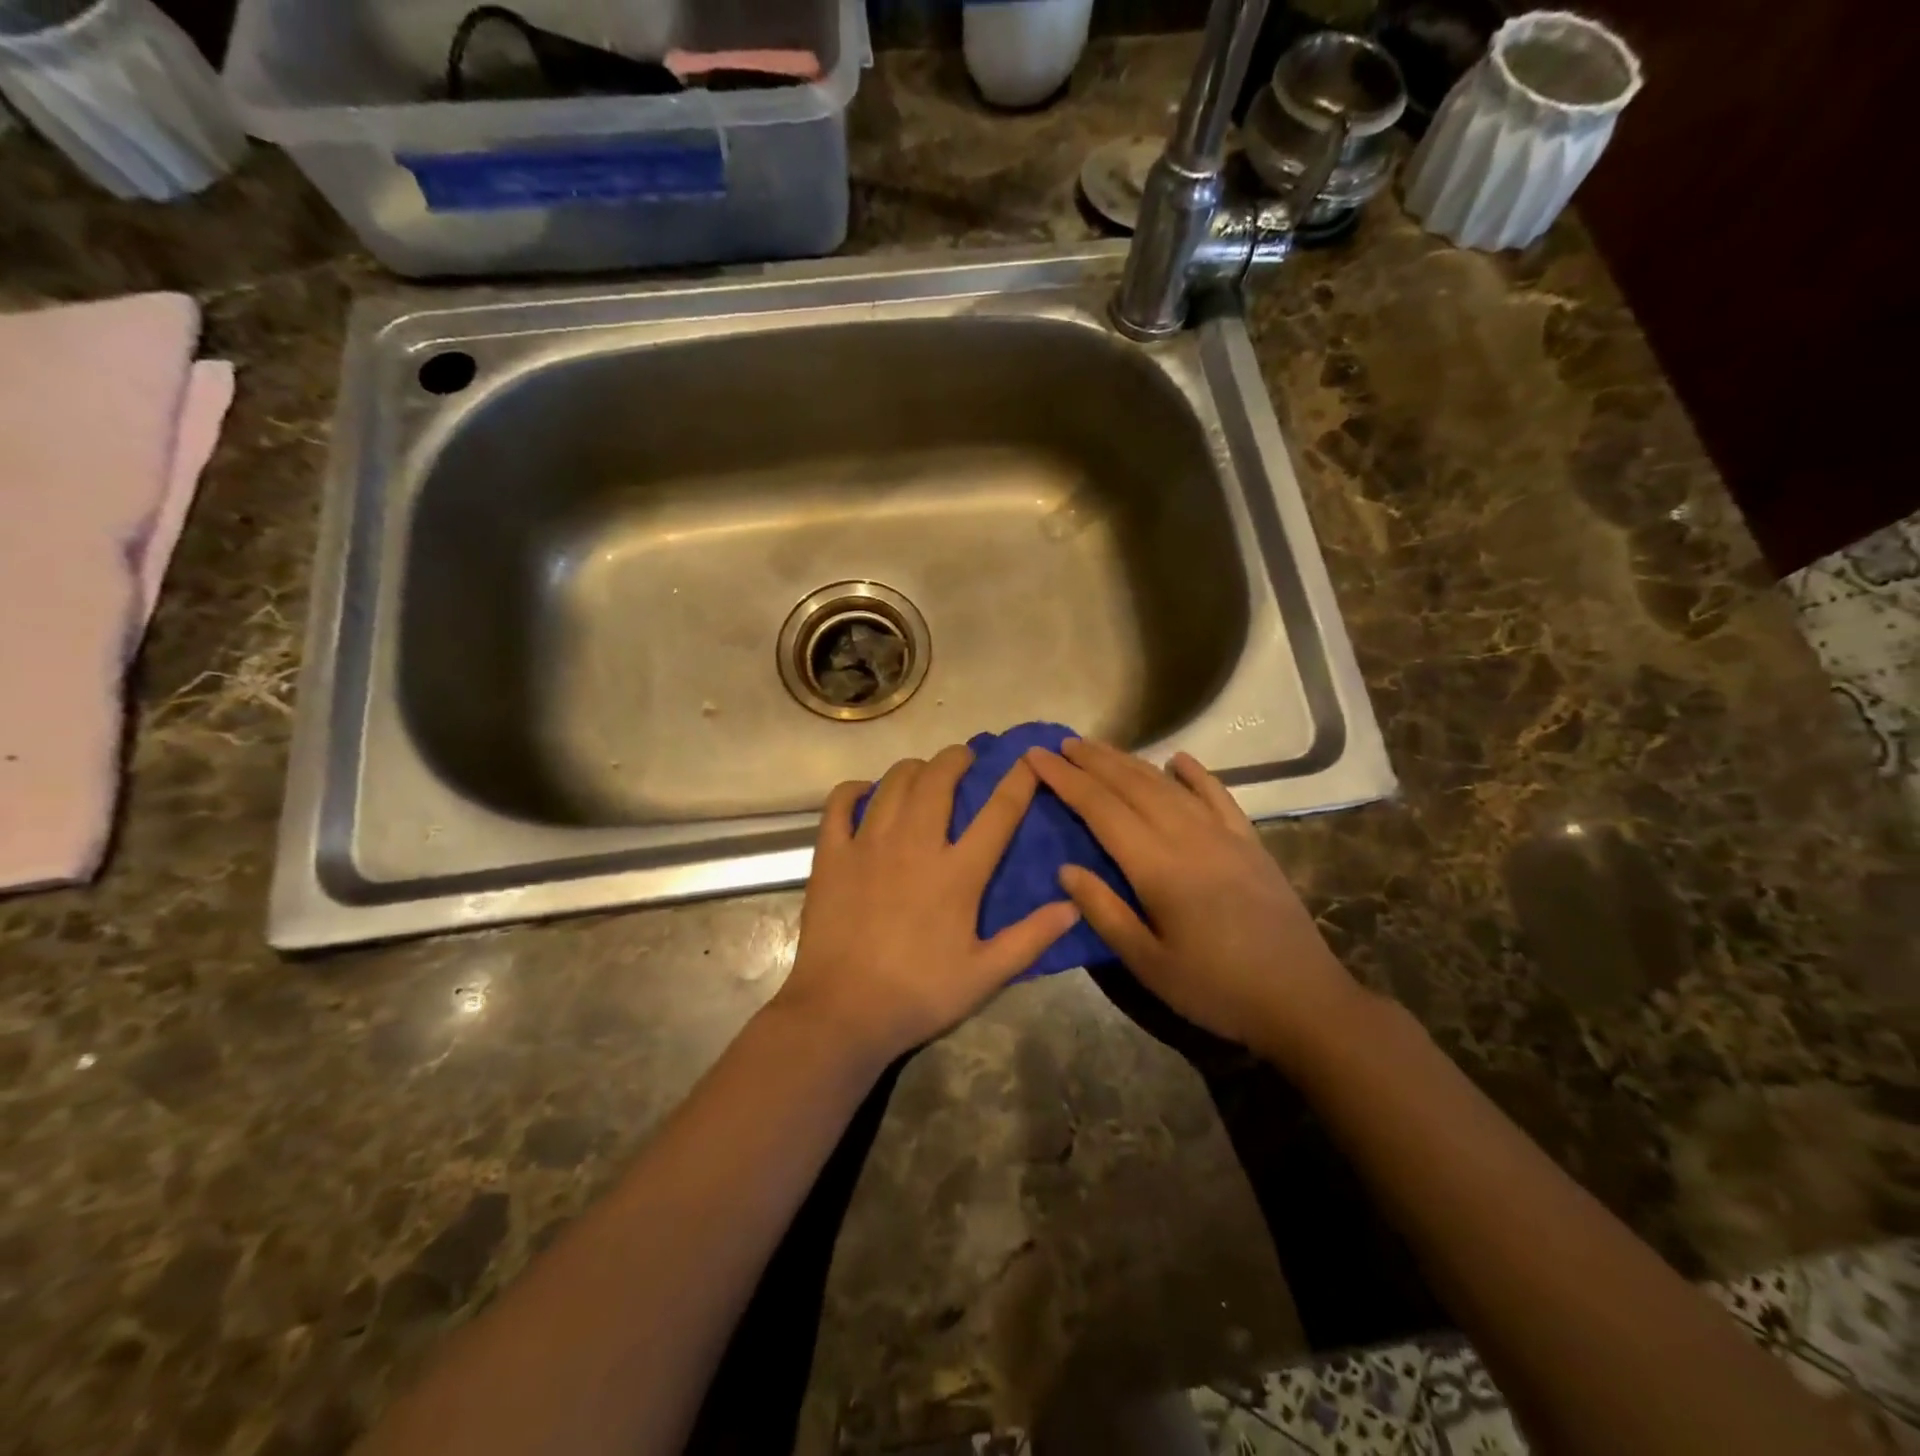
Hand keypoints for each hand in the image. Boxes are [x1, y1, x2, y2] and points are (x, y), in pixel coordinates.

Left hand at [776, 744, 1081, 1068]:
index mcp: (957, 872)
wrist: (842, 1012)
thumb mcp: (985, 975)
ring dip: (913, 769)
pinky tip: (864, 792)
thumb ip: (1031, 937)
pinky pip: (839, 804)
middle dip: (956, 758)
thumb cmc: (919, 994)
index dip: (1018, 781)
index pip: (998, 813)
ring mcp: (868, 845)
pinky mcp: (831, 855)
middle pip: (938, 780)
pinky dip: (853, 790)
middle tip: (964, 757)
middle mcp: (914, 844)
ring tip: (922, 771)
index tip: (1029, 760)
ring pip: (893, 783)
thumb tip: (1073, 904)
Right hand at [1024, 739, 1364, 1068]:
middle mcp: (1188, 837)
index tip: (1037, 756)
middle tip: (1063, 742)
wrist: (1302, 1000)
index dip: (1066, 780)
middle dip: (1093, 760)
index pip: (1100, 809)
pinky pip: (1218, 795)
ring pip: (1168, 785)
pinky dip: (1196, 773)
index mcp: (1157, 866)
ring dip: (1131, 761)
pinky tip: (1179, 759)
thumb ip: (1104, 912)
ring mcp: (1223, 835)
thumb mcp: (1148, 963)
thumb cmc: (1215, 989)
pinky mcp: (1249, 842)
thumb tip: (1065, 868)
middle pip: (1132, 785)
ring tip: (1101, 747)